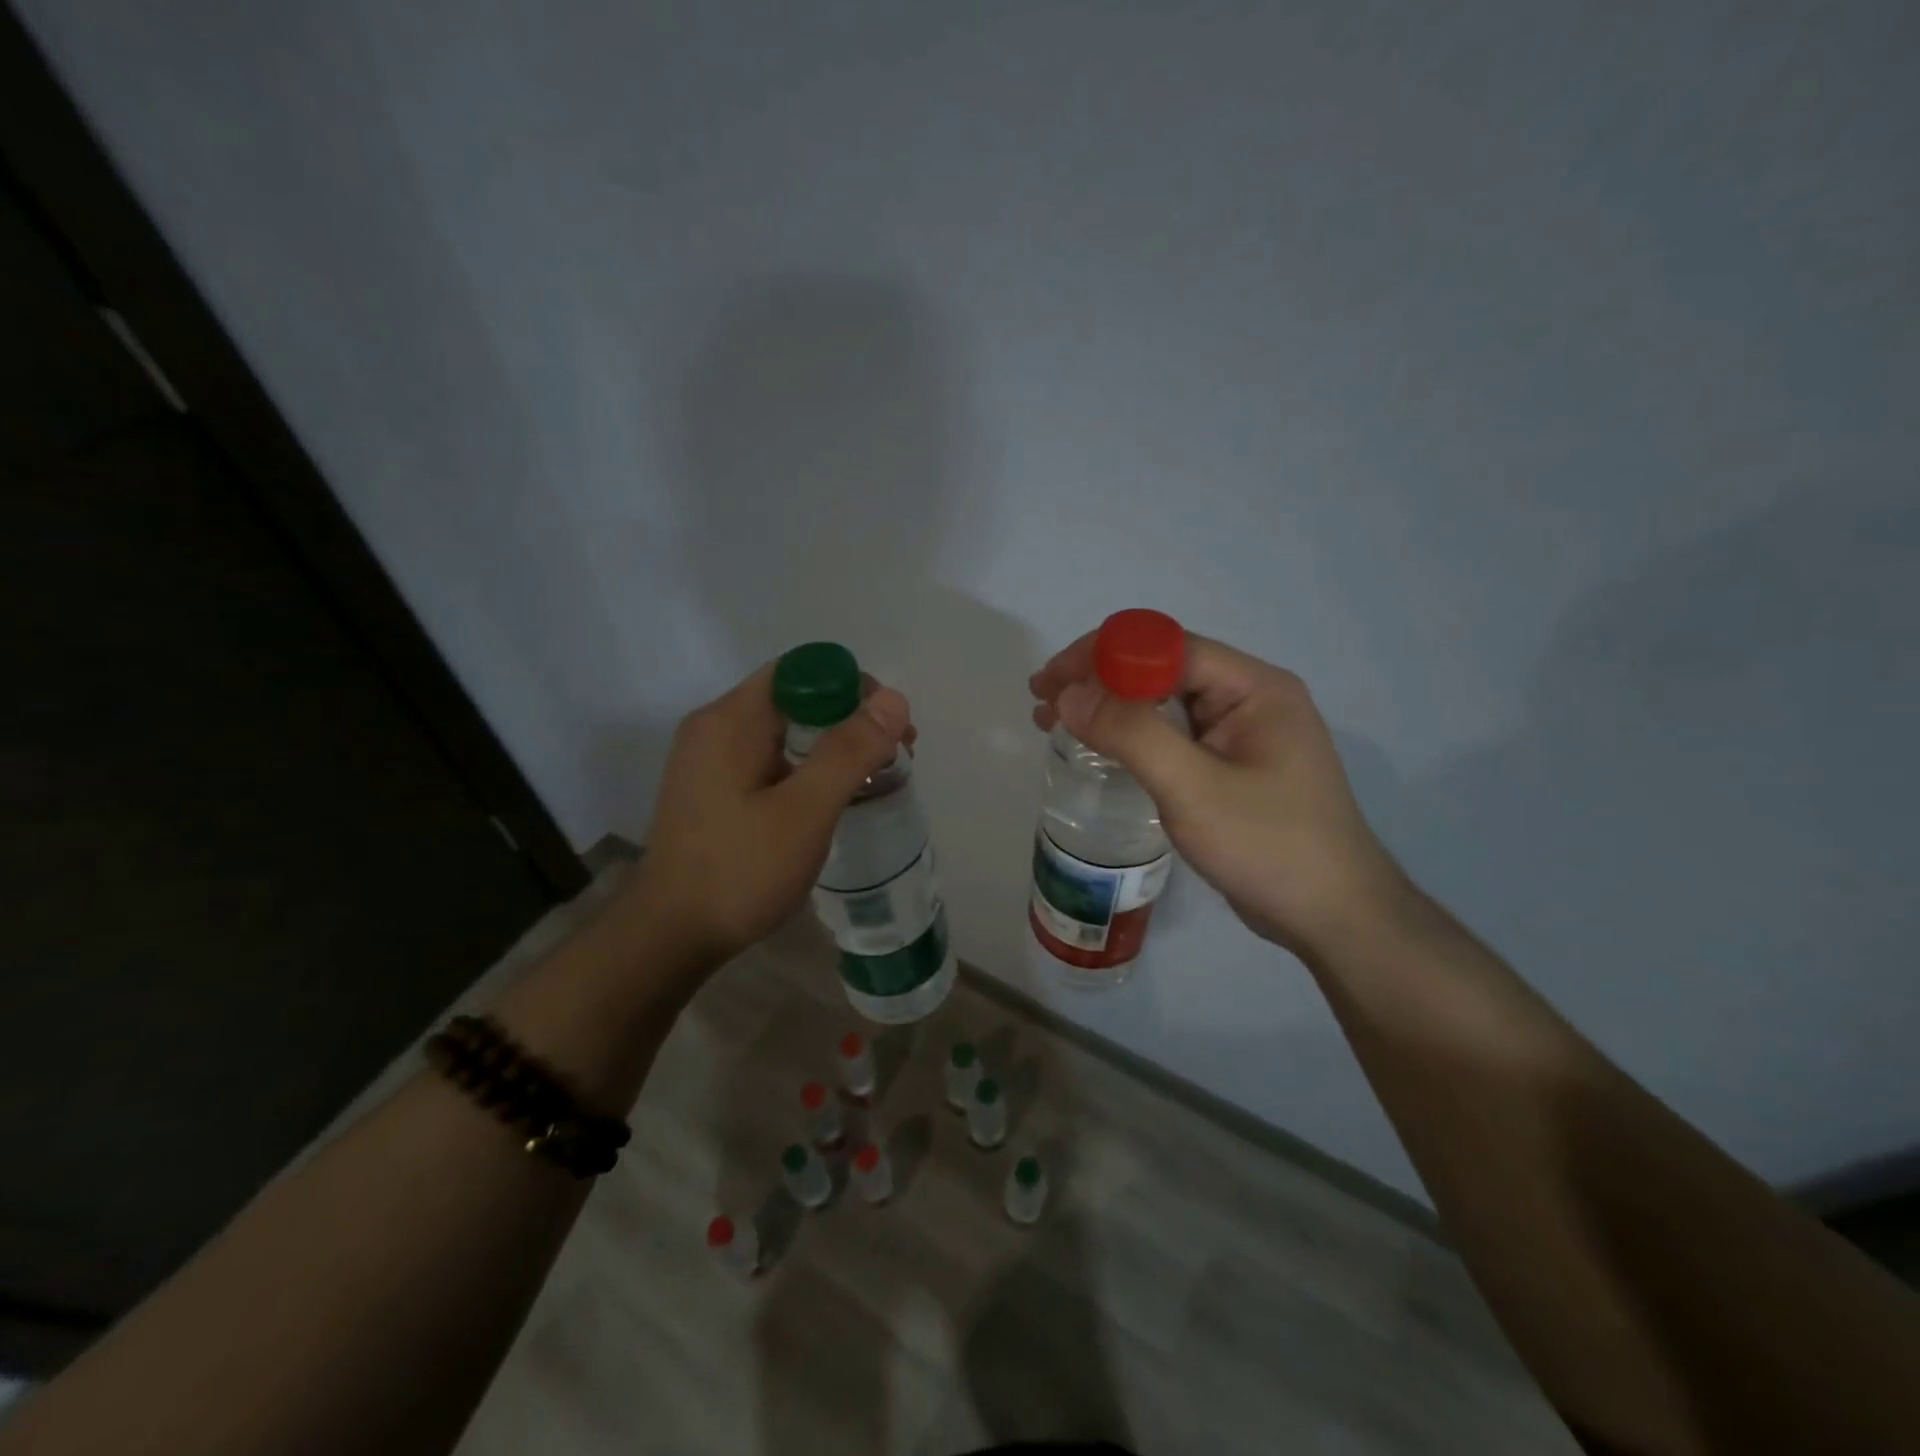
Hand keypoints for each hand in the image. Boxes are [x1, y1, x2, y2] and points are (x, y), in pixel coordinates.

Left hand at [628, 662, 912, 965]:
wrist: (670, 938)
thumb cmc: (740, 871)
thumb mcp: (805, 811)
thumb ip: (849, 751)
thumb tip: (893, 698)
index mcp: (731, 719)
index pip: (802, 671)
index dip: (853, 688)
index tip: (890, 729)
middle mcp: (715, 727)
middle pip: (795, 698)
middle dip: (850, 718)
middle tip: (894, 757)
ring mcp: (709, 760)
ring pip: (784, 731)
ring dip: (831, 745)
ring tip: (872, 780)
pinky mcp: (712, 789)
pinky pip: (768, 759)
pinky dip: (806, 767)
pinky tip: (829, 799)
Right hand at [1030, 630, 1402, 959]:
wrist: (1334, 918)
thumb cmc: (1269, 848)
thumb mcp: (1193, 789)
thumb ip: (1132, 734)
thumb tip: (1070, 693)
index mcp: (1254, 687)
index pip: (1166, 647)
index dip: (1102, 655)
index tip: (1051, 681)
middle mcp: (1250, 698)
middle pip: (1162, 668)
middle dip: (1098, 680)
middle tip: (1042, 703)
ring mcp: (1243, 733)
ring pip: (1164, 701)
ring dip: (1109, 706)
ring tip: (1054, 723)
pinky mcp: (1233, 765)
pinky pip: (1173, 733)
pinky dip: (1131, 734)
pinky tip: (1101, 749)